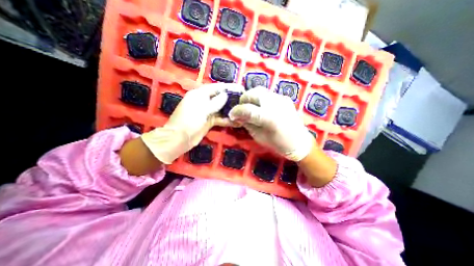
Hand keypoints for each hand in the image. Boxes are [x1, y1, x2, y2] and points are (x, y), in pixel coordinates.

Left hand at [140, 82, 244, 164]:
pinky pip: (220, 119)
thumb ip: (215, 103)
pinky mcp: (209, 121)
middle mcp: (204, 101)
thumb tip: (225, 95)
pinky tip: (237, 122)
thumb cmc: (188, 121)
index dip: (228, 88)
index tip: (240, 89)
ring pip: (221, 109)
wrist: (179, 139)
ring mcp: (207, 112)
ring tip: (243, 112)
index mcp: (199, 94)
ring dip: (231, 111)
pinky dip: (227, 120)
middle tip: (244, 101)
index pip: (216, 88)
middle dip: (231, 99)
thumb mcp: (202, 110)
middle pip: (220, 98)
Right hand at [229, 87, 313, 160]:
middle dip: (243, 100)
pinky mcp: (284, 98)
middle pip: (253, 93)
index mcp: (269, 117)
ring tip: (249, 106)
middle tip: (241, 109)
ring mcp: (281, 99)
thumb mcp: (259, 137)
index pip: (247, 109)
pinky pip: (267, 94)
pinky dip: (260, 98)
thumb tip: (237, 117)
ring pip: (260, 90)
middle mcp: (275, 104)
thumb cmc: (279, 144)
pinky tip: (260, 107)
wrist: (299, 142)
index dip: (236, 111)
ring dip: (251, 97)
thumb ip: (247, 124)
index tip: (231, 115)